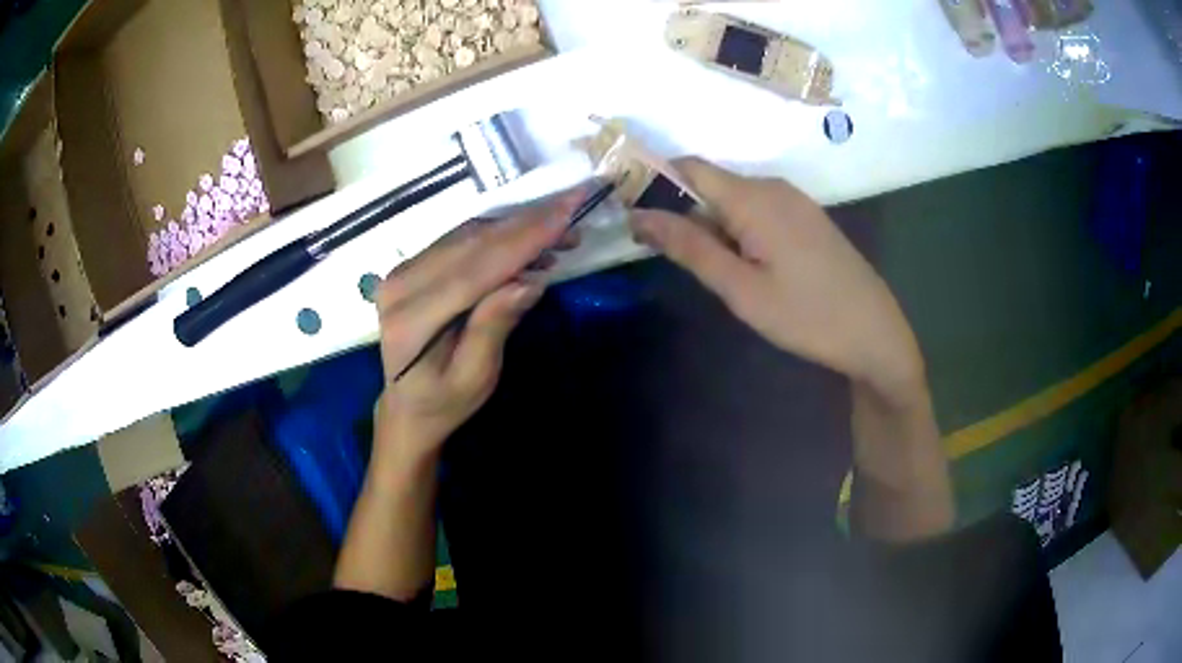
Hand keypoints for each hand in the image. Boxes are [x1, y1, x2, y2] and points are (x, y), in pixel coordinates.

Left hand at [373, 192, 581, 459]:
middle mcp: (401, 285)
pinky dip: (498, 235)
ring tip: (561, 230)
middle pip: (471, 243)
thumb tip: (529, 280)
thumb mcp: (475, 378)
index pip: (475, 269)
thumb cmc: (444, 402)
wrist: (407, 407)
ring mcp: (403, 271)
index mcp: (412, 319)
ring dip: (516, 226)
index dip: (523, 239)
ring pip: (468, 234)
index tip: (567, 212)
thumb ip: (494, 327)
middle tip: (574, 206)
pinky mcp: (412, 266)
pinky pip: (460, 240)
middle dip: (527, 222)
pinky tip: (528, 240)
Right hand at [630, 159, 924, 396]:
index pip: (689, 167)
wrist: (874, 332)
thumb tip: (639, 216)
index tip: (633, 215)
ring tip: (717, 273)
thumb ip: (690, 248)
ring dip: (713, 225)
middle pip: (711, 184)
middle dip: (684, 213)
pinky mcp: (806, 217)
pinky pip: (759, 210)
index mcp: (753, 197)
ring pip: (735, 199)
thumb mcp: (741, 289)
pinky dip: (739, 230)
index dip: (654, 182)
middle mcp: (773, 186)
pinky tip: (749, 268)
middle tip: (676, 262)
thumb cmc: (806, 316)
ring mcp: (794, 200)